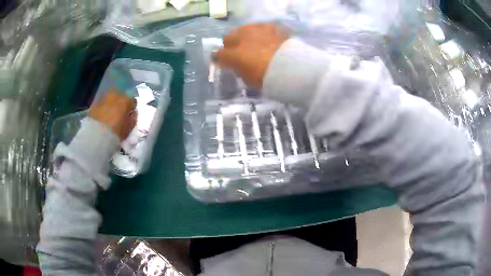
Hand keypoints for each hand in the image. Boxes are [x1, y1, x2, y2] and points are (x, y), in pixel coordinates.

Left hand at [89, 89, 136, 140]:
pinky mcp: (95, 102)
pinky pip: (102, 104)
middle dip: (121, 104)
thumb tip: (133, 114)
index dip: (132, 109)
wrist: (97, 134)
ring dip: (112, 104)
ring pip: (111, 99)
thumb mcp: (129, 128)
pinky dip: (103, 108)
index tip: (130, 115)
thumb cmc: (116, 131)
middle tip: (119, 114)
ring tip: (110, 115)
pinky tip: (102, 117)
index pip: (133, 101)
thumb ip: (133, 119)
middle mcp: (116, 94)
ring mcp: (105, 97)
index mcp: (126, 100)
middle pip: (121, 97)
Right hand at [215, 24, 288, 88]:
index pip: (219, 54)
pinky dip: (260, 34)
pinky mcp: (271, 27)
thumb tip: (238, 67)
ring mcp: (256, 30)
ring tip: (253, 44)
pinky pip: (260, 28)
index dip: (220, 59)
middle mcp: (242, 38)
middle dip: (230, 45)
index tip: (224, 63)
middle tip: (238, 52)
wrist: (292, 67)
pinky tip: (267, 40)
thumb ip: (240, 71)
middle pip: (229, 37)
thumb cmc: (269, 78)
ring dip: (244, 37)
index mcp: (234, 55)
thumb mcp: (249, 79)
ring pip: (243, 29)